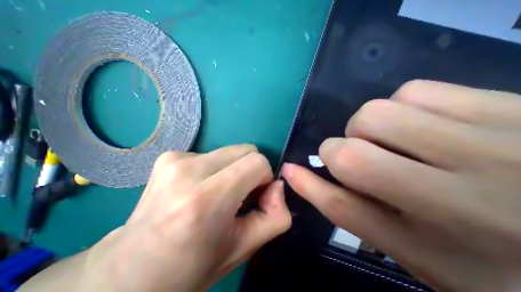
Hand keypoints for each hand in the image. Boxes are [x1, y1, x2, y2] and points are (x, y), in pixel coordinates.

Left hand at [80, 144, 290, 290]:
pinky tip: (198, 187)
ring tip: (217, 192)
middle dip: (250, 169)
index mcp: (207, 199)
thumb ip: (275, 216)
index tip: (255, 195)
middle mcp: (188, 171)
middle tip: (238, 193)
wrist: (130, 271)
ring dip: (233, 168)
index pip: (257, 162)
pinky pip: (211, 153)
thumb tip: (277, 185)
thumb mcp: (244, 248)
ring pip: (230, 150)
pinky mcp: (169, 156)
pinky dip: (215, 168)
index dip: (264, 177)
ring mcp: (174, 159)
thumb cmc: (191, 267)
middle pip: (245, 150)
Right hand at [284, 79, 520, 291]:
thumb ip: (356, 212)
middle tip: (355, 156)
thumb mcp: (417, 253)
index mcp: (439, 250)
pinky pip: (415, 91)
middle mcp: (467, 199)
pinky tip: (421, 122)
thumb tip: (308, 178)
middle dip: (337, 151)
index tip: (289, 170)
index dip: (308, 186)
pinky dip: (402, 104)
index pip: (344, 209)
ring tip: (389, 140)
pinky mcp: (515, 107)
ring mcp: (500, 145)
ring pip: (377, 113)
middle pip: (353, 155)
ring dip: (366, 127)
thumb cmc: (499, 264)